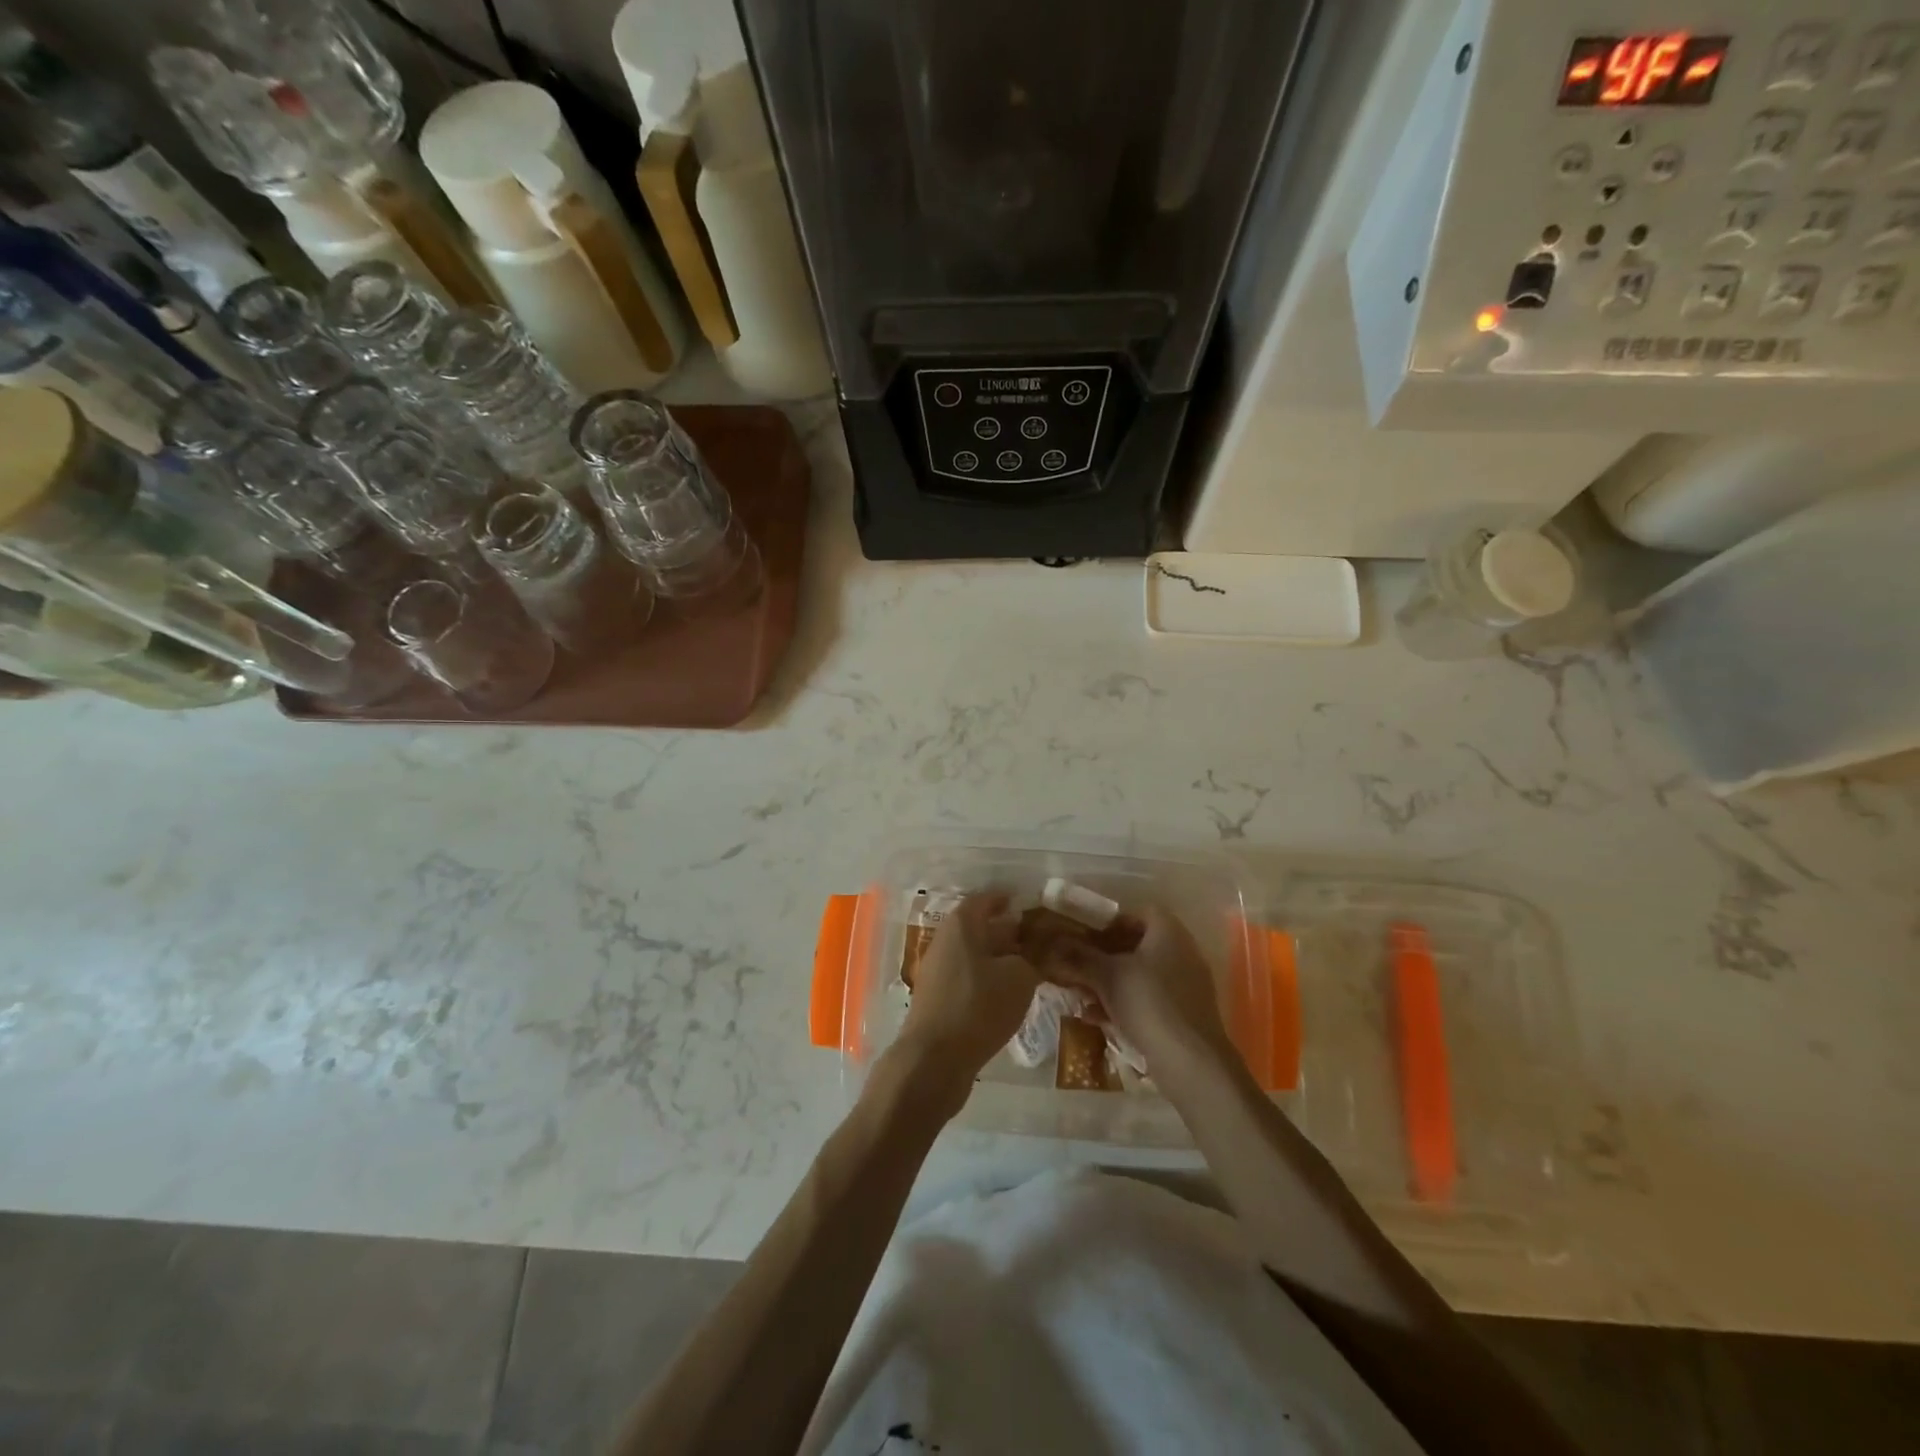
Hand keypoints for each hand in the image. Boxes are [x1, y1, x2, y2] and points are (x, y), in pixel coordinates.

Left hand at [892, 892, 1036, 1099]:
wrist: (934, 1059)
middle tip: (1042, 940)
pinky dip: (989, 978)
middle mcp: (945, 939)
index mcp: (962, 924)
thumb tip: (1040, 951)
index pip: (988, 899)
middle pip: (981, 927)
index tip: (1036, 906)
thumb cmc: (978, 1006)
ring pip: (975, 954)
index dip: (1012, 900)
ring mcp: (938, 969)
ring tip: (1032, 968)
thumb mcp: (1019, 978)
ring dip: (1001, 957)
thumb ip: (1034, 958)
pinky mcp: (938, 996)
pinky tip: (1009, 994)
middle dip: (1011, 932)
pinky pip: (968, 976)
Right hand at [1036, 905, 1233, 1076]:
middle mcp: (1182, 952)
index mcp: (1168, 932)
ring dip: (1111, 981)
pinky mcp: (1184, 1013)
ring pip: (1141, 974)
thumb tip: (1052, 942)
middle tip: (1078, 965)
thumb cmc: (1149, 1003)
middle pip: (1138, 944)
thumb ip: (1079, 956)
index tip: (1086, 935)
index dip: (1110, 921)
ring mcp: (1186, 985)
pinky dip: (1125, 1003)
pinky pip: (1149, 998)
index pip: (1138, 912)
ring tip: (1083, 995)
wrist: (1191, 1062)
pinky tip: (1099, 1019)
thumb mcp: (1107, 976)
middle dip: (1105, 955)